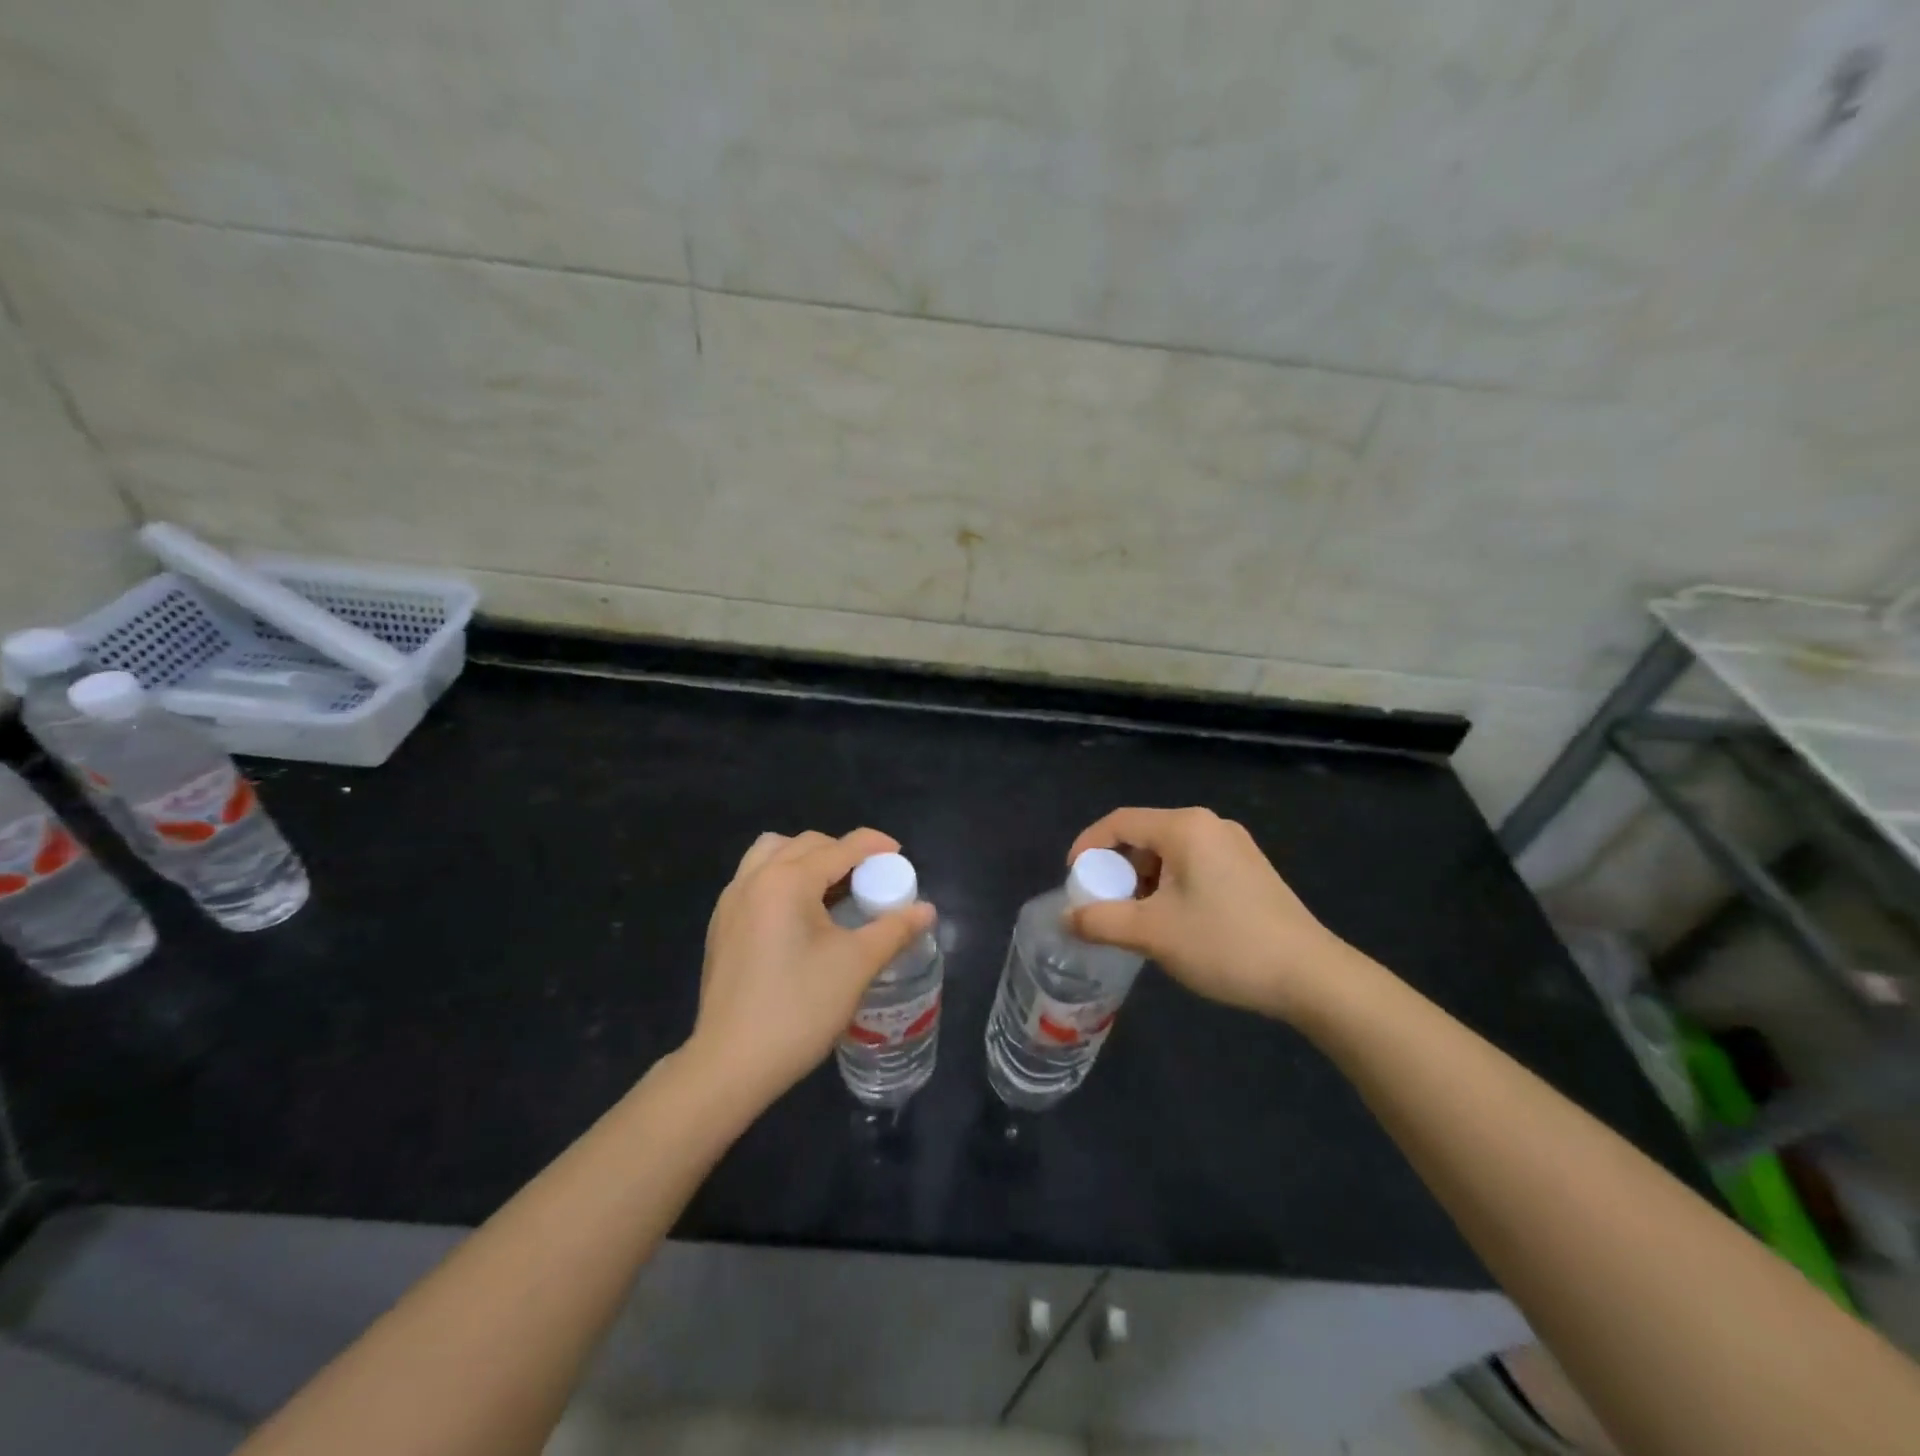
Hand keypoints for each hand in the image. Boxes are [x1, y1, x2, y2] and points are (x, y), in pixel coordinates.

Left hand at [685, 827, 935, 1110]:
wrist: (730, 1065)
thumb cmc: (799, 1008)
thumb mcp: (857, 965)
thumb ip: (894, 929)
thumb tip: (927, 910)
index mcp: (787, 881)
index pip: (840, 848)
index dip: (875, 846)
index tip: (901, 856)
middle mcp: (754, 879)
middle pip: (806, 844)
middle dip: (842, 853)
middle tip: (870, 880)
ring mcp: (731, 902)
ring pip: (772, 855)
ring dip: (806, 860)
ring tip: (832, 891)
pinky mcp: (721, 926)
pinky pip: (755, 880)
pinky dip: (782, 880)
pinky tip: (800, 918)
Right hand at [1067, 807, 1354, 1021]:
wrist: (1312, 977)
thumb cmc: (1226, 945)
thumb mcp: (1153, 934)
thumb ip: (1101, 921)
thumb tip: (1066, 917)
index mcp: (1185, 827)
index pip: (1119, 822)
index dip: (1086, 846)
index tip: (1072, 880)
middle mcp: (1210, 825)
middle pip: (1144, 836)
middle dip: (1116, 869)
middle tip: (1103, 905)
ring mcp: (1234, 845)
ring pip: (1169, 853)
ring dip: (1143, 881)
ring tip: (1136, 920)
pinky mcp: (1249, 869)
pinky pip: (1193, 865)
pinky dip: (1170, 886)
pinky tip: (1173, 921)